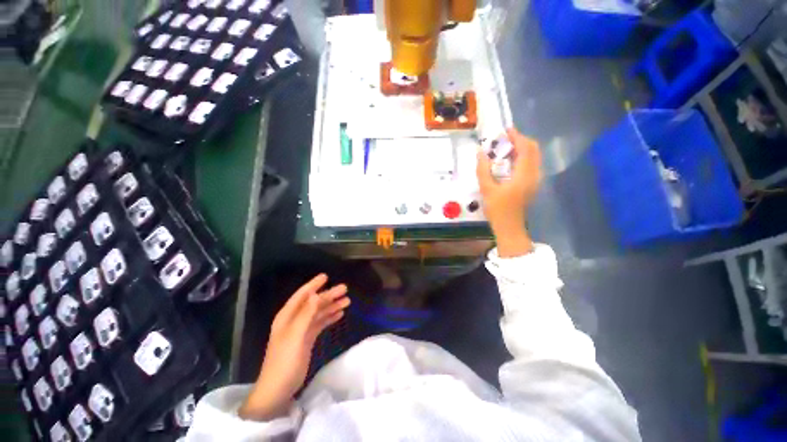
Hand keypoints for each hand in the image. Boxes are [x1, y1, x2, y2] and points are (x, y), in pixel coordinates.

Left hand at [239, 274, 349, 420]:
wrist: (278, 390)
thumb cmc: (284, 361)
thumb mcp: (295, 336)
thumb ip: (306, 314)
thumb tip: (318, 294)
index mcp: (287, 316)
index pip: (302, 295)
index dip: (313, 285)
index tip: (326, 276)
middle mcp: (294, 320)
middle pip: (314, 303)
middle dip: (329, 295)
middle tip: (345, 289)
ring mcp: (301, 330)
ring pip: (319, 313)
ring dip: (332, 306)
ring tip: (347, 301)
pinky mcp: (307, 339)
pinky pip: (320, 323)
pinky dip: (330, 318)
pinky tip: (339, 314)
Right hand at [477, 128, 541, 257]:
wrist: (509, 227)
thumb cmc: (498, 209)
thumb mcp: (487, 189)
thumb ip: (483, 169)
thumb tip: (480, 152)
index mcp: (524, 174)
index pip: (525, 148)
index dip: (517, 136)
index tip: (505, 131)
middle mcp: (534, 174)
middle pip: (533, 149)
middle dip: (520, 140)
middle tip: (504, 139)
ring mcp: (535, 179)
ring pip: (533, 156)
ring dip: (521, 148)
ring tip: (505, 148)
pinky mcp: (532, 184)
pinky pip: (531, 164)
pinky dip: (522, 157)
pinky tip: (508, 162)